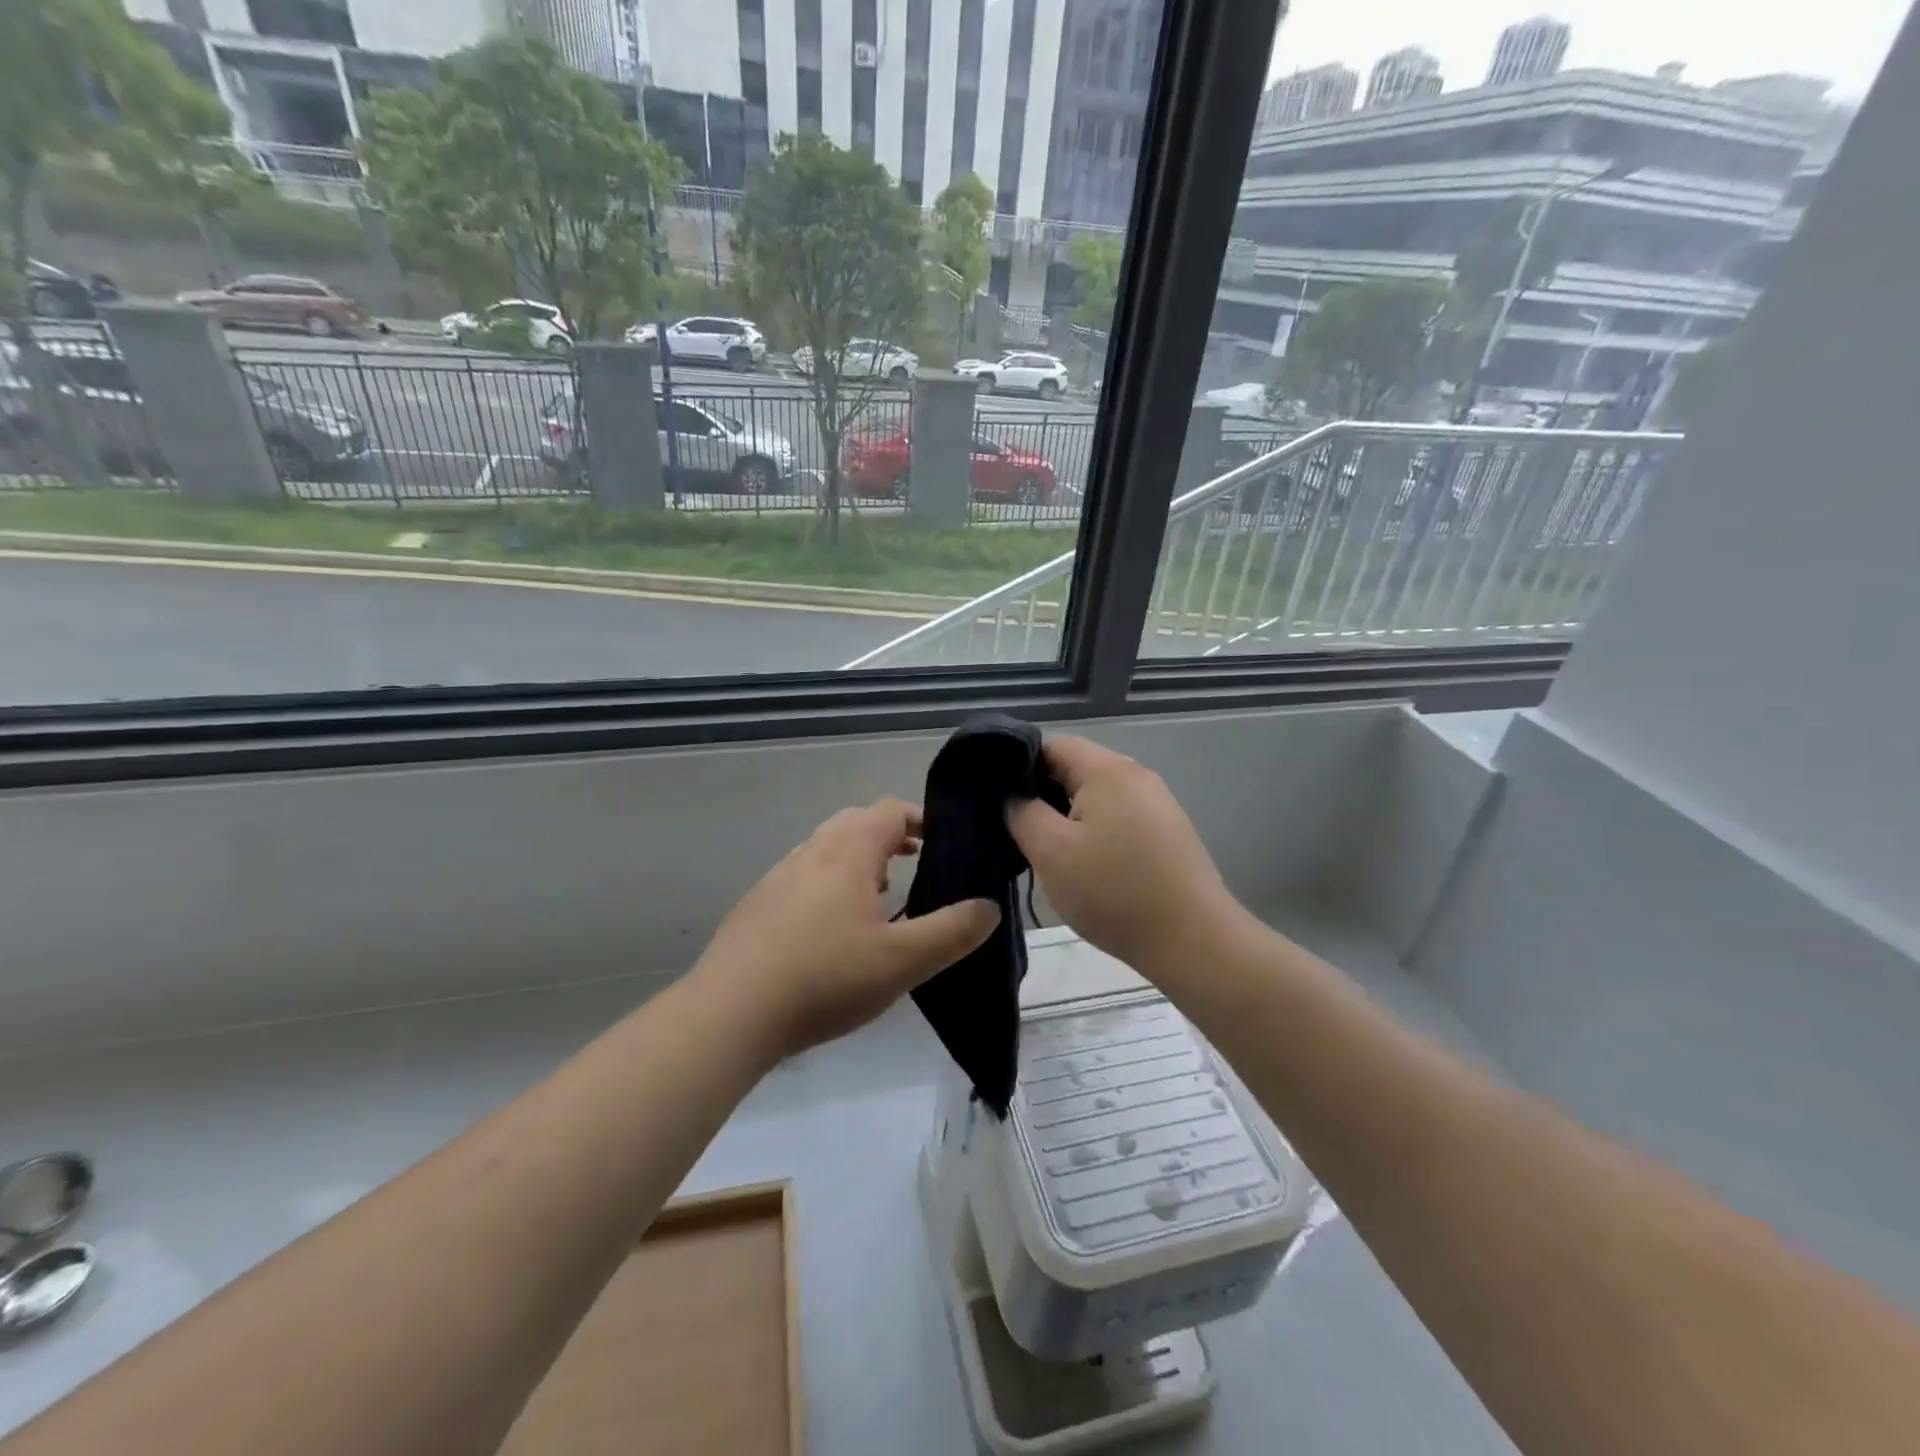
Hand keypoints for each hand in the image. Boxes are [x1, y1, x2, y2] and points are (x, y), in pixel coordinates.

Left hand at [693, 798, 999, 1057]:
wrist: (729, 1014)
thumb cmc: (825, 978)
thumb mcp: (903, 961)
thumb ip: (954, 931)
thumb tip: (989, 906)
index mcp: (847, 852)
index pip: (890, 810)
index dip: (921, 819)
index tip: (944, 842)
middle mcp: (811, 852)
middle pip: (856, 824)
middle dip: (890, 838)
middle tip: (916, 867)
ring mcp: (778, 877)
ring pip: (827, 850)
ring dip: (858, 862)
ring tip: (880, 900)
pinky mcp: (757, 905)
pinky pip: (803, 878)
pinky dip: (829, 886)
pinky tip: (833, 933)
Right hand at [1007, 736, 1243, 975]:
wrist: (1193, 941)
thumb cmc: (1114, 891)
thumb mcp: (1051, 852)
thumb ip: (1022, 813)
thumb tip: (1013, 796)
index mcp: (1107, 769)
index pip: (1051, 745)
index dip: (1018, 766)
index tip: (998, 800)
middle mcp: (1136, 776)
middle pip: (1075, 769)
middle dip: (1042, 795)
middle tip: (1017, 831)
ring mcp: (1157, 804)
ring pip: (1096, 797)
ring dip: (1068, 818)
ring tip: (1047, 853)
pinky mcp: (1167, 833)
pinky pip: (1118, 818)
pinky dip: (1095, 833)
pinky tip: (1086, 867)